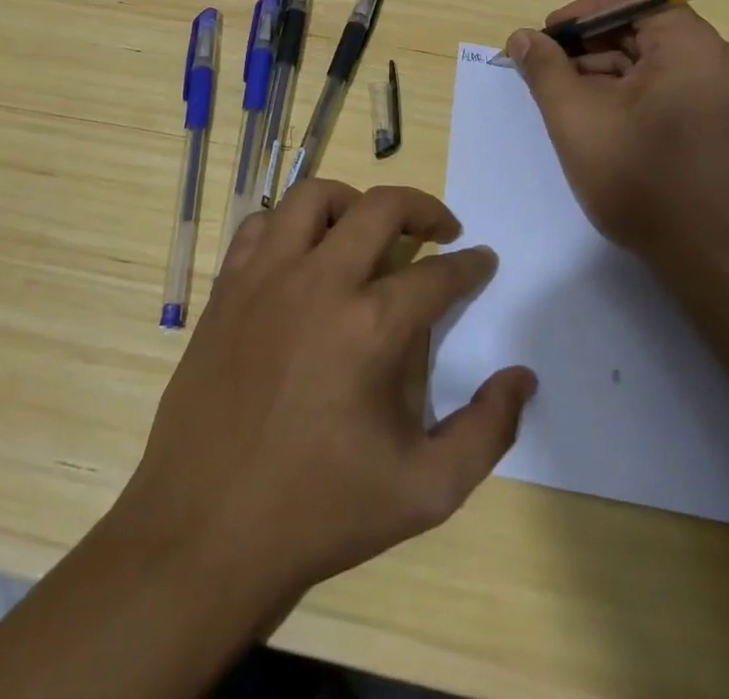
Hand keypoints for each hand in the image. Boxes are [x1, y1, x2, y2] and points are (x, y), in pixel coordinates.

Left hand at [113, 180, 536, 619]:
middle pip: (381, 207)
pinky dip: (290, 224)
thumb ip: (487, 431)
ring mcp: (267, 277)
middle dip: (423, 208)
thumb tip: (522, 377)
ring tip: (368, 229)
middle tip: (441, 228)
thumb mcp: (425, 491)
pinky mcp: (228, 286)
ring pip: (313, 196)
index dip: (470, 265)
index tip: (482, 260)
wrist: (206, 531)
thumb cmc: (320, 512)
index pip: (438, 274)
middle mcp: (320, 282)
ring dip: (352, 202)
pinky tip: (302, 254)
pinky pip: (261, 224)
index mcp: (372, 327)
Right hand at [505, 0, 728, 276]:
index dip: (582, 9)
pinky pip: (661, 84)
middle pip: (638, 24)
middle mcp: (711, 57)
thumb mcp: (575, 117)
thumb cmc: (640, 178)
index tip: (549, 40)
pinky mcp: (713, 120)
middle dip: (586, 43)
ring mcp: (716, 90)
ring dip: (600, 69)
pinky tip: (594, 120)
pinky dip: (623, 91)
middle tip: (546, 72)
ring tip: (562, 101)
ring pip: (647, 57)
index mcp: (688, 43)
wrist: (710, 257)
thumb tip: (522, 37)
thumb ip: (544, 68)